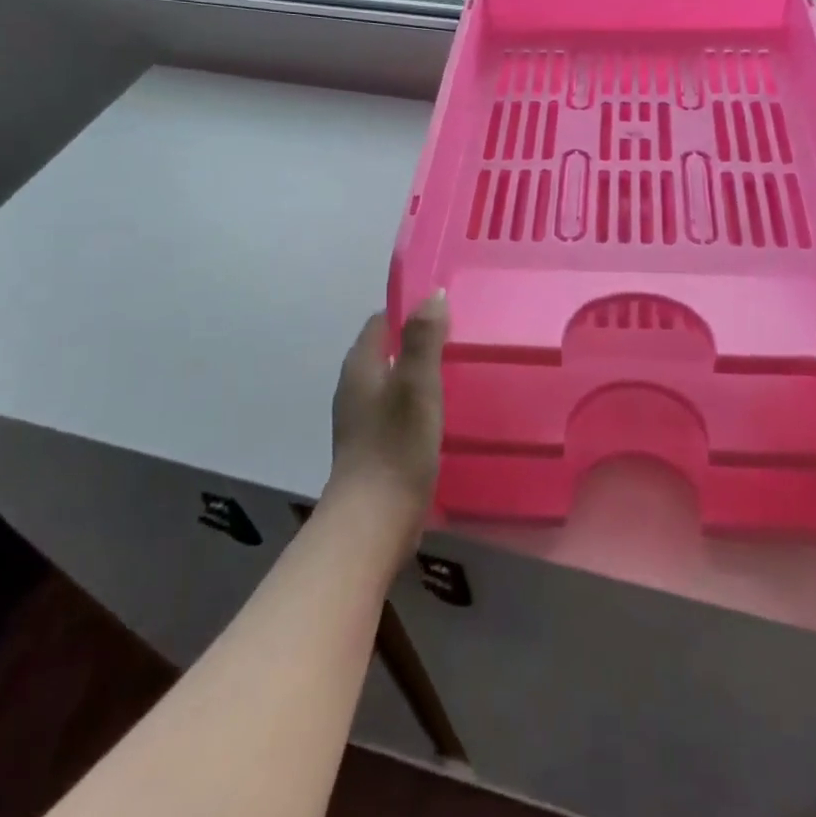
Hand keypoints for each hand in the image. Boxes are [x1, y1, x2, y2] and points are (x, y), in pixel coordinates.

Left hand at [326, 293, 447, 549]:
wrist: (373, 521)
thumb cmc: (396, 446)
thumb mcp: (416, 385)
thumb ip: (423, 339)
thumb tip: (434, 295)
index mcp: (360, 367)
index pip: (382, 322)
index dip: (410, 311)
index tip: (446, 310)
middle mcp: (355, 388)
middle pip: (387, 350)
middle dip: (418, 341)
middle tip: (460, 340)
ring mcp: (362, 420)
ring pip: (393, 381)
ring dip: (419, 374)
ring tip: (459, 373)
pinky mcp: (374, 446)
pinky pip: (397, 410)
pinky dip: (418, 403)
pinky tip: (444, 413)